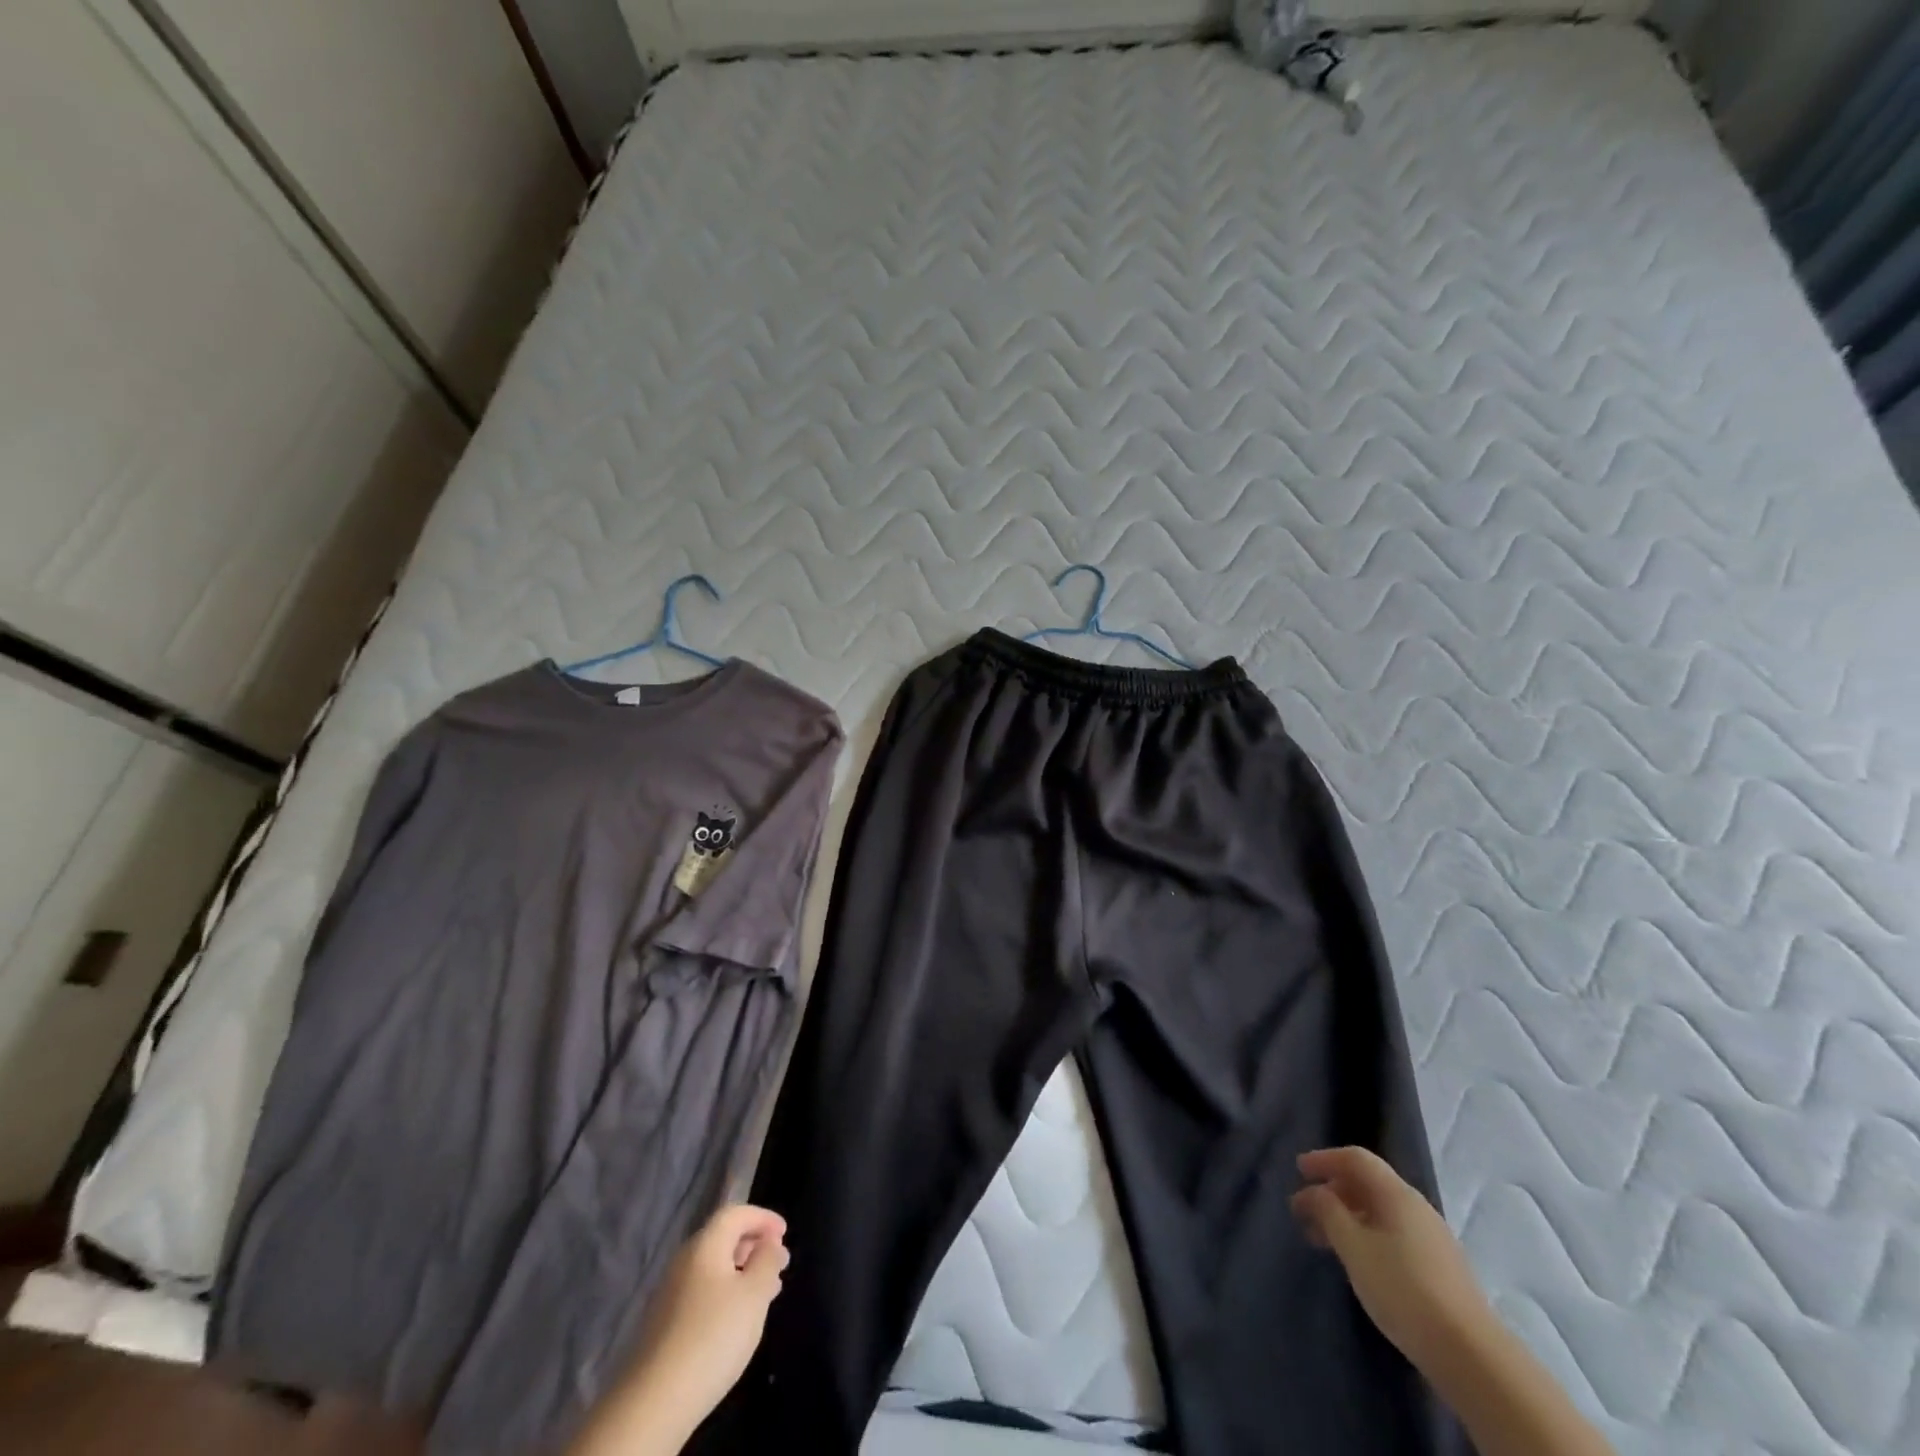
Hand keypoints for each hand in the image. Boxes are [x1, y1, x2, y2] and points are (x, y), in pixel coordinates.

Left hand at [571, 1205, 787, 1455]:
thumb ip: (767, 1261)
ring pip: (713, 1268)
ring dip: (742, 1271)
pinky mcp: (665, 1324)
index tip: (785, 1233)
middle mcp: (684, 1261)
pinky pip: (702, 1292)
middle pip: (722, 1238)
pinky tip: (738, 1318)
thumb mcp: (754, 1294)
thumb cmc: (713, 1336)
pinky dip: (726, 1293)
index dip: (762, 1218)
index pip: (735, 1213)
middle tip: (780, 1262)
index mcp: (704, 1245)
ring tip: (767, 1291)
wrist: (654, 1402)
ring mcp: (670, 1294)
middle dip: (754, 1245)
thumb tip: (769, 1243)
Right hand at [1290, 1146, 1490, 1369]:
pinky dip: (1366, 1235)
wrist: (1471, 1355)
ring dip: (1347, 1217)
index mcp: (1397, 1194)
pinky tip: (1356, 1260)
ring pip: (1380, 1212)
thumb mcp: (1354, 1247)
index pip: (1356, 1159)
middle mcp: (1416, 1207)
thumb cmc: (1403, 1289)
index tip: (1298, 1171)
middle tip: (1303, 1210)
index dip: (1324, 1159)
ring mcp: (1431, 1238)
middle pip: (1368, 1184)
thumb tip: (1315, 1192)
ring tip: (1322, 1239)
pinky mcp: (1438, 1267)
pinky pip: (1393, 1234)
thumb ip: (1329, 1212)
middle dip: (1332, 1191)